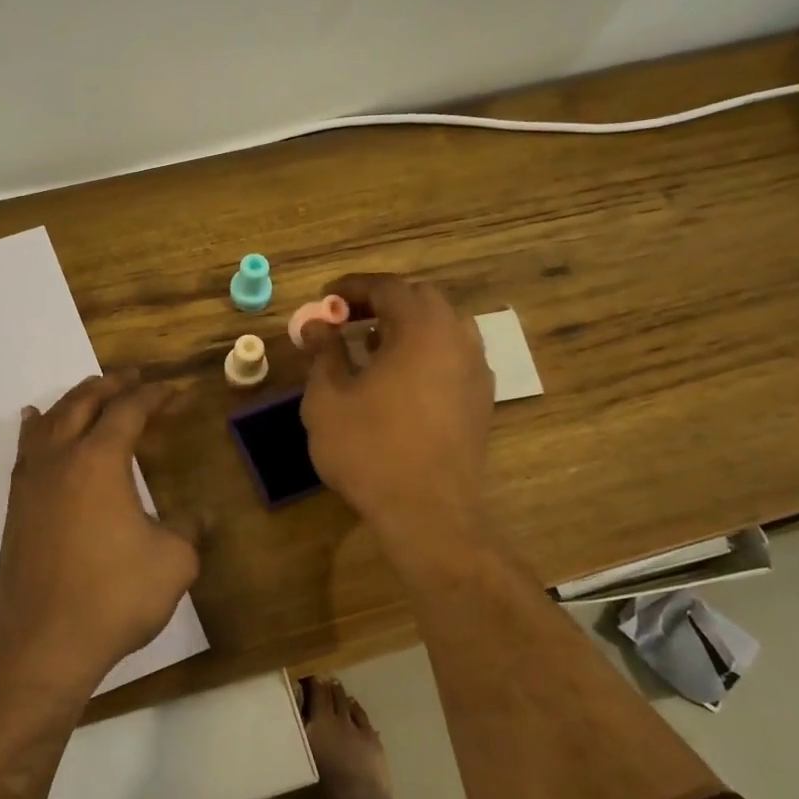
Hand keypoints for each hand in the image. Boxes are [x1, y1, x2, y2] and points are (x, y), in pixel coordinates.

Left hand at [0, 369, 199, 688]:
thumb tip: (198, 516)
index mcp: (99, 461)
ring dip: (73, 401)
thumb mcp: (173, 561)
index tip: (173, 390)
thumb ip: (187, 528)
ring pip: (48, 421)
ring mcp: (32, 482)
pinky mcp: (16, 507)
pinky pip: (25, 450)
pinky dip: (36, 428)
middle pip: (82, 402)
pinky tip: (34, 424)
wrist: (46, 641)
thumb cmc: (115, 595)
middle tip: (133, 377)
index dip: (153, 395)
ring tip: (90, 394)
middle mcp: (60, 459)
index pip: (128, 411)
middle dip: (110, 385)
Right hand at [299, 274, 493, 569]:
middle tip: (347, 320)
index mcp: (422, 328)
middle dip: (382, 303)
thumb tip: (317, 326)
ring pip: (442, 328)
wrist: (427, 511)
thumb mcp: (328, 399)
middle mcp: (457, 339)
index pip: (388, 287)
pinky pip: (452, 357)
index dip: (352, 287)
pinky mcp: (481, 400)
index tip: (325, 299)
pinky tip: (399, 381)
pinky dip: (424, 353)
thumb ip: (324, 353)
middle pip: (421, 300)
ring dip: (406, 327)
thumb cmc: (369, 449)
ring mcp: (475, 370)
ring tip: (372, 348)